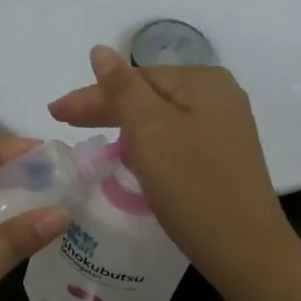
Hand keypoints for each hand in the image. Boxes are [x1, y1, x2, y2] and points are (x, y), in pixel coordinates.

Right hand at [48, 46, 297, 288]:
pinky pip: (173, 140)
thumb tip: (100, 50)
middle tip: (62, 121)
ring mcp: (223, 129)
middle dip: (105, 109)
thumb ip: (122, 89)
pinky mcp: (221, 159)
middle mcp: (218, 97)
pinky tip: (129, 154)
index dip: (93, 95)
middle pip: (149, 95)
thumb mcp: (150, 130)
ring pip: (160, 119)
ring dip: (123, 126)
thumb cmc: (192, 184)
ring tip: (89, 135)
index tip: (55, 113)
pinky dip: (146, 145)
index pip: (135, 78)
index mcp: (204, 81)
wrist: (244, 249)